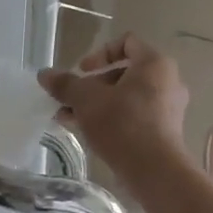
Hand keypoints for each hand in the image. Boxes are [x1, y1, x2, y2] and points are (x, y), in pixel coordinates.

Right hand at [39, 34, 189, 186]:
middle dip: (92, 86)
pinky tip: (89, 133)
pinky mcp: (165, 131)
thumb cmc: (122, 124)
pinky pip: (135, 115)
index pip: (126, 42)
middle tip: (70, 101)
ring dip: (98, 104)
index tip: (82, 72)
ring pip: (127, 97)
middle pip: (124, 73)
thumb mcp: (86, 100)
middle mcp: (167, 81)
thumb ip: (65, 84)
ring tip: (70, 119)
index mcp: (154, 63)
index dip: (99, 53)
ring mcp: (169, 108)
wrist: (154, 170)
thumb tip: (44, 74)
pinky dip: (113, 119)